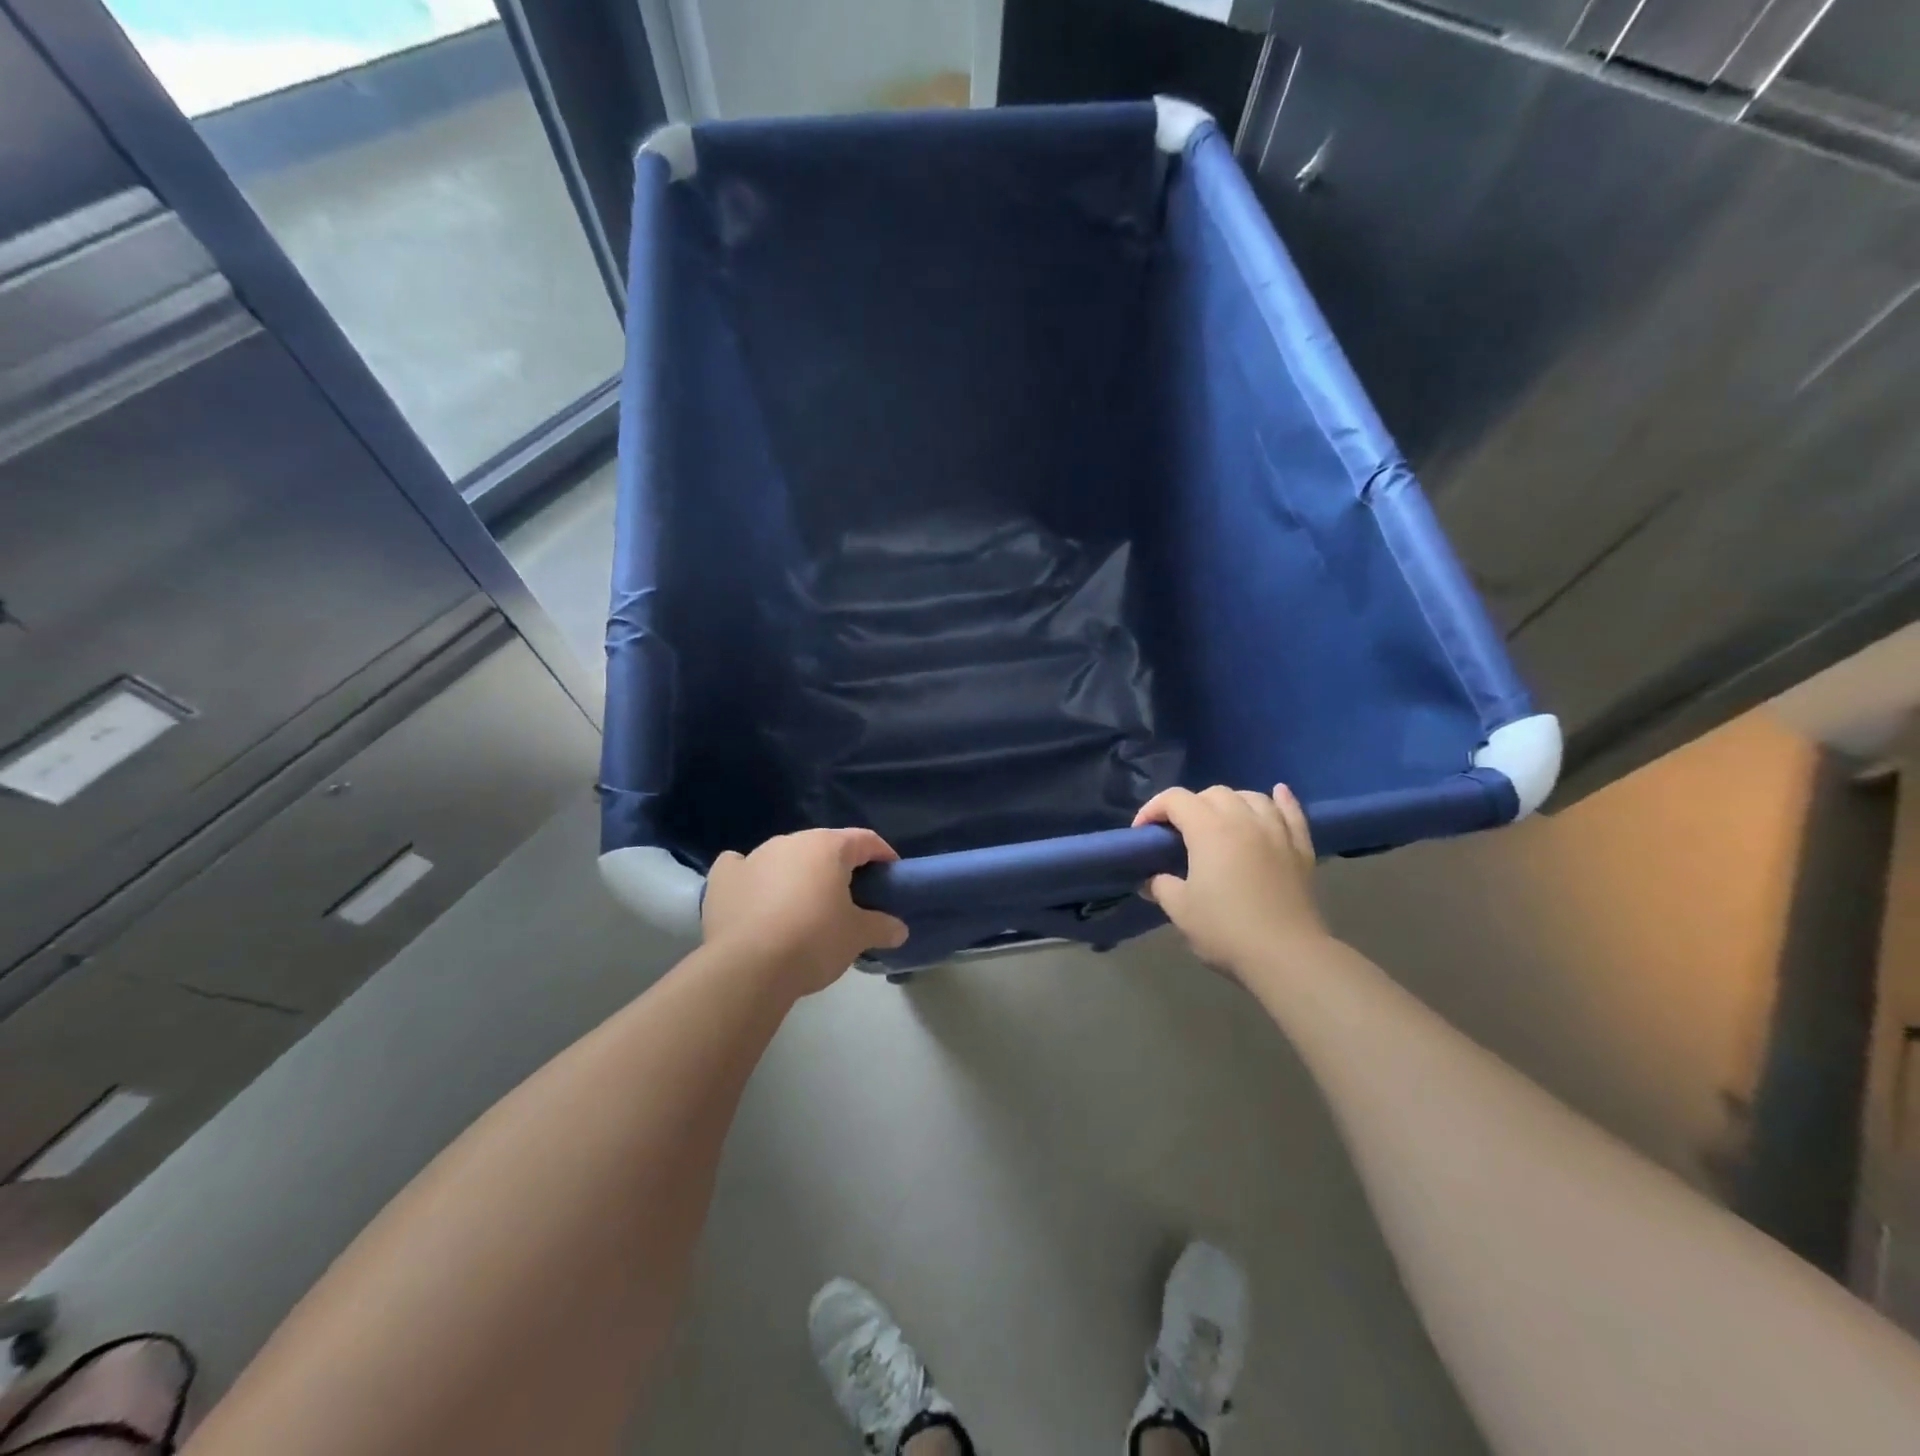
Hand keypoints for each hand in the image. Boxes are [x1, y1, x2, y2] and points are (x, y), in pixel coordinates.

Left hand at [702, 828, 908, 995]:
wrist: (748, 968)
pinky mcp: (723, 878)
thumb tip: (899, 929)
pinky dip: (751, 877)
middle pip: (823, 846)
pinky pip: (741, 868)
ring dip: (797, 873)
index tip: (890, 875)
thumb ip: (882, 926)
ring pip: (784, 856)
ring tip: (804, 905)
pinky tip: (754, 894)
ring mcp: (753, 856)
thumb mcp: (857, 936)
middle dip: (839, 866)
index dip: (882, 854)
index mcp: (827, 847)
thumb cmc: (813, 941)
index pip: (865, 840)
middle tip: (851, 897)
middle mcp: (790, 841)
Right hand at [1132, 784, 1328, 978]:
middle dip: (1190, 805)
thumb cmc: (1225, 929)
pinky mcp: (1301, 849)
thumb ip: (1161, 886)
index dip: (1153, 809)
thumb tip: (1152, 880)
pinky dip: (1282, 800)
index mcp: (1209, 829)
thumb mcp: (1180, 910)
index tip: (1142, 832)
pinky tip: (1278, 793)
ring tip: (1221, 819)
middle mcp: (1244, 820)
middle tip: (1179, 833)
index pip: (1175, 799)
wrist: (1287, 956)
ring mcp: (1277, 832)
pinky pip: (1292, 813)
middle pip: (1214, 793)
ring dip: (1231, 801)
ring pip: (1252, 797)